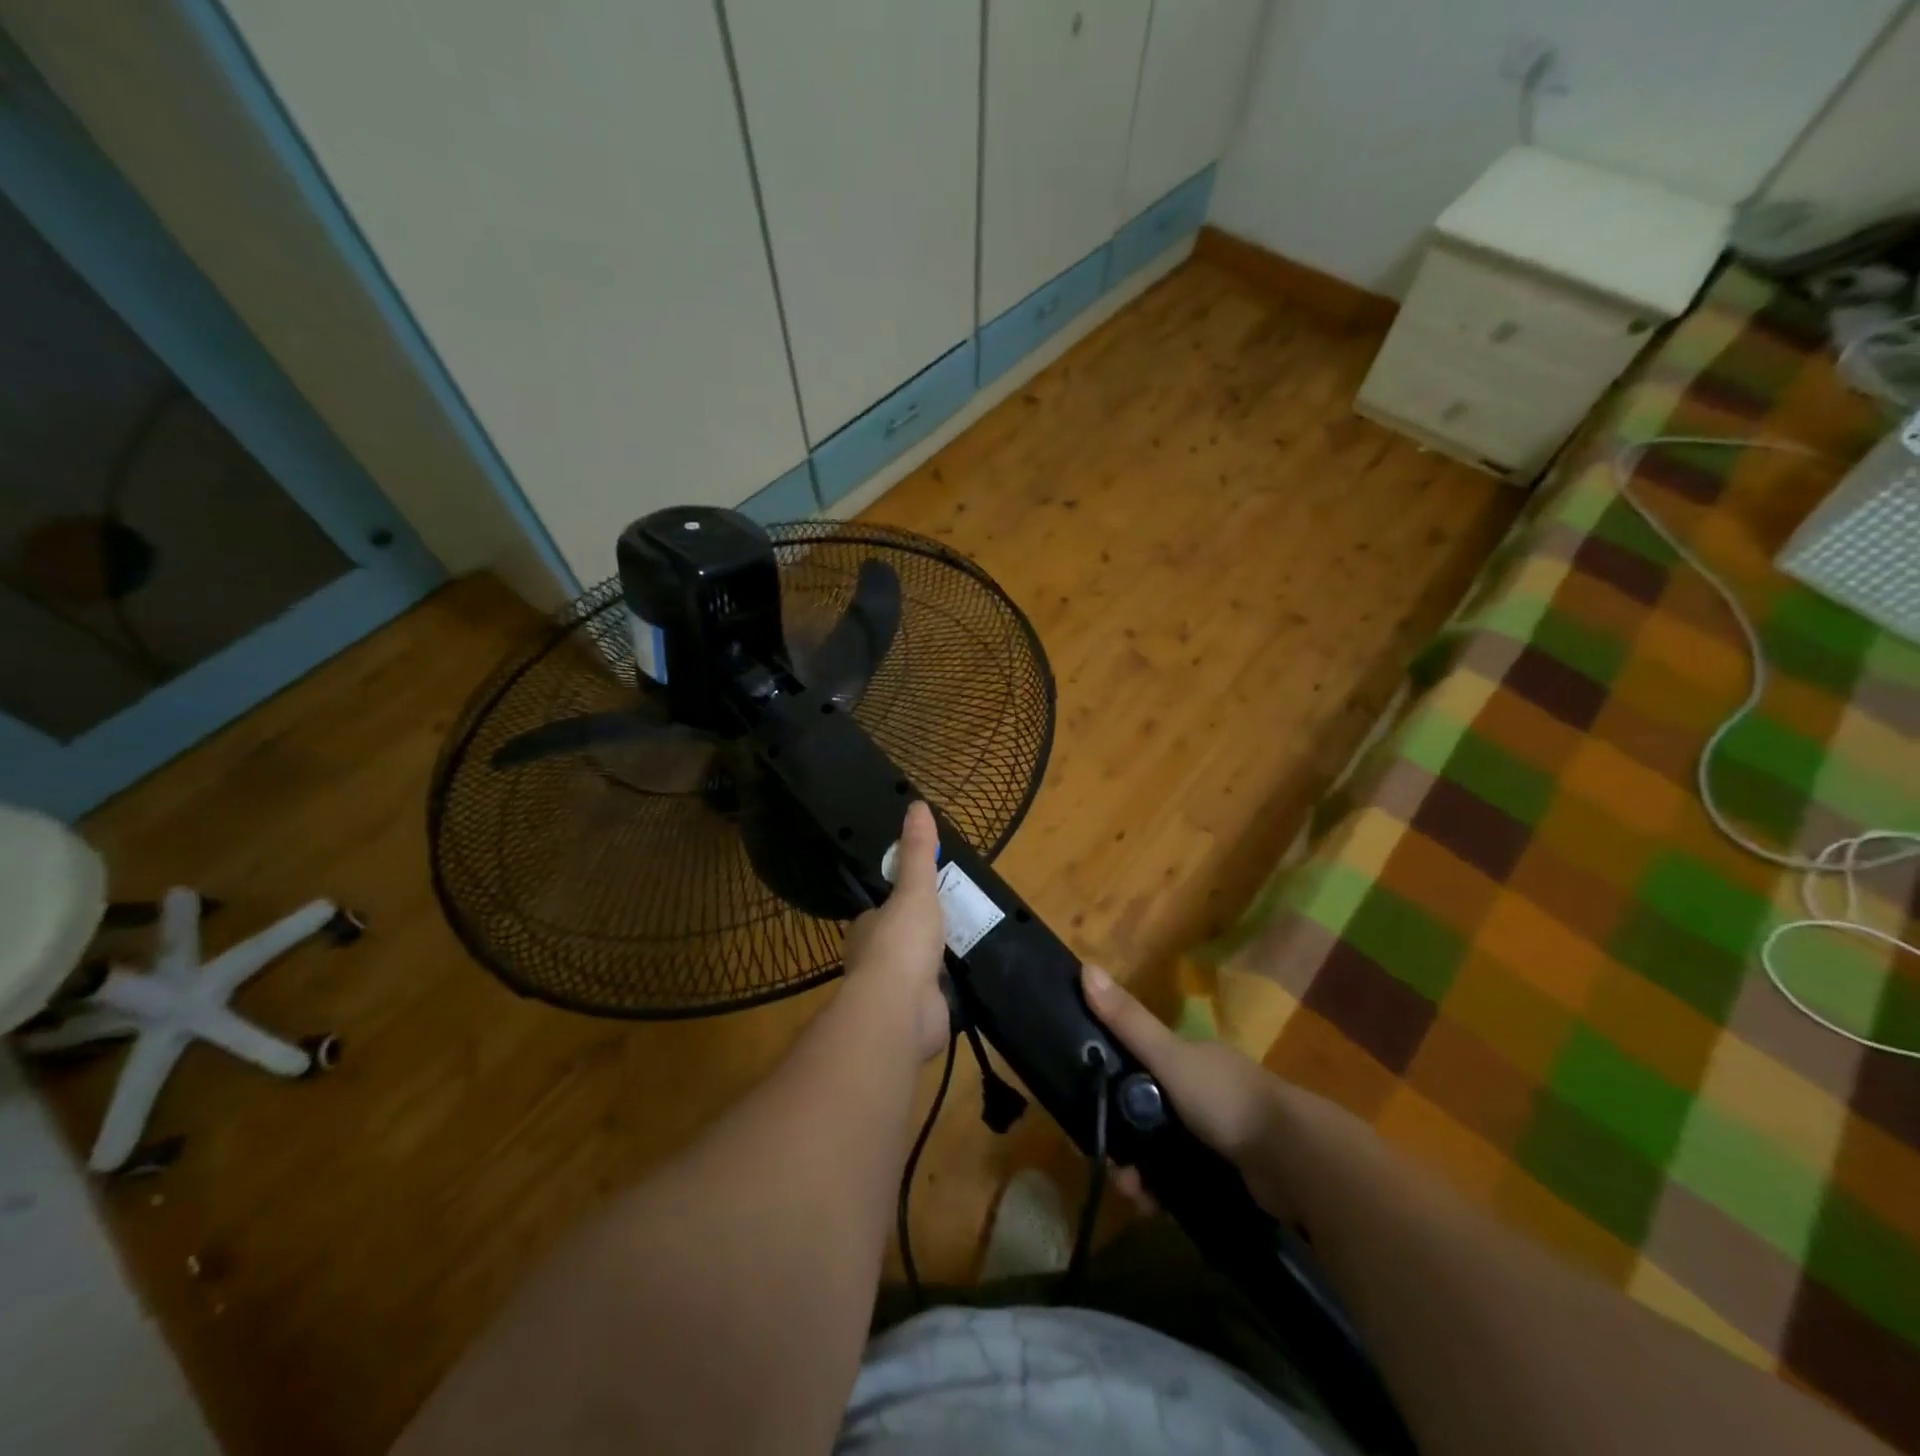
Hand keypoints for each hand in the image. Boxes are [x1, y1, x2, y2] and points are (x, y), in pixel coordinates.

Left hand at [841, 802, 950, 1059]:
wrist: (901, 1010)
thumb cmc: (902, 942)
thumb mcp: (915, 889)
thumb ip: (918, 852)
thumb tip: (916, 804)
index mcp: (868, 930)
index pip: (880, 913)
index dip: (898, 905)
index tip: (920, 898)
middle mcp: (875, 962)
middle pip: (898, 943)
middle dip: (918, 938)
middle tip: (950, 924)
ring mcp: (896, 994)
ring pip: (915, 975)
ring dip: (932, 968)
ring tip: (962, 953)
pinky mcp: (917, 1019)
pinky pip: (934, 1002)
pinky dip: (946, 996)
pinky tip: (964, 988)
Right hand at [1080, 963, 1294, 1215]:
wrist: (1296, 1161)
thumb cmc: (1227, 1098)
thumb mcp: (1170, 1057)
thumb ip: (1128, 1021)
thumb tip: (1086, 967)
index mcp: (1191, 1057)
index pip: (1139, 1063)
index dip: (1112, 1083)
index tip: (1090, 1108)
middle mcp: (1204, 1089)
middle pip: (1148, 1111)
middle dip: (1125, 1138)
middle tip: (1113, 1163)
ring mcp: (1219, 1132)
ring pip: (1164, 1149)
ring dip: (1142, 1171)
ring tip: (1133, 1194)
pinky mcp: (1229, 1172)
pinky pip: (1184, 1179)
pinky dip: (1165, 1191)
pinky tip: (1154, 1207)